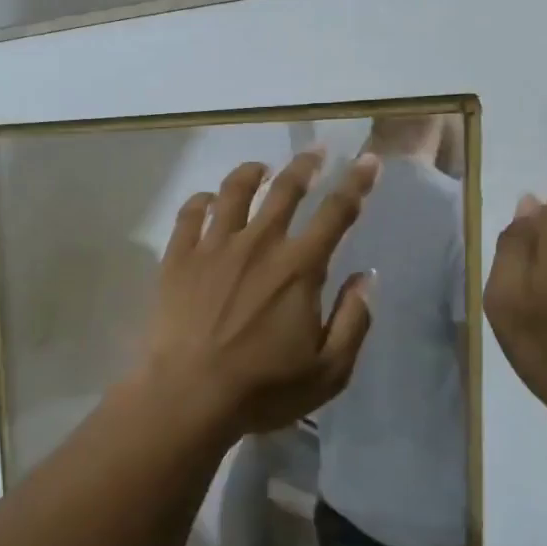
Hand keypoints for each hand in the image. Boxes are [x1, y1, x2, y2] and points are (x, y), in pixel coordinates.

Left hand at [139, 150, 378, 435]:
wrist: (188, 394)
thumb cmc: (263, 388)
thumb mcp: (329, 370)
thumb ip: (355, 320)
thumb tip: (368, 277)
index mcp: (299, 267)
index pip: (337, 212)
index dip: (357, 183)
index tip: (368, 160)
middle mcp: (258, 243)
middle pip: (285, 190)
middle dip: (305, 165)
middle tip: (315, 151)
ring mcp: (213, 246)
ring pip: (234, 191)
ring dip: (252, 173)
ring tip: (260, 168)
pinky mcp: (178, 257)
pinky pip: (190, 214)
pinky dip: (202, 200)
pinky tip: (207, 200)